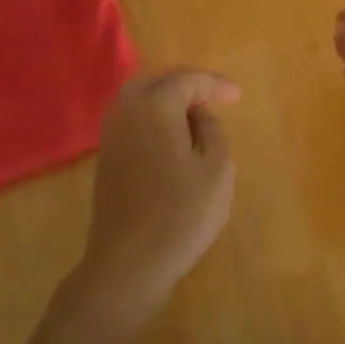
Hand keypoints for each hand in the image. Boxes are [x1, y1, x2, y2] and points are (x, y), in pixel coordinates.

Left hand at [78, 68, 239, 320]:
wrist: (129, 263)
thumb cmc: (181, 214)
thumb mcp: (217, 169)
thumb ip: (213, 131)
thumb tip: (200, 114)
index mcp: (154, 107)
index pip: (187, 80)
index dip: (215, 84)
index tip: (238, 96)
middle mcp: (126, 113)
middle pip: (155, 81)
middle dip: (186, 83)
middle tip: (213, 96)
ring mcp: (111, 136)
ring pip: (138, 98)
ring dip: (166, 98)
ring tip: (194, 113)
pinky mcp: (106, 159)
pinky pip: (131, 120)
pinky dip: (152, 116)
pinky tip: (171, 135)